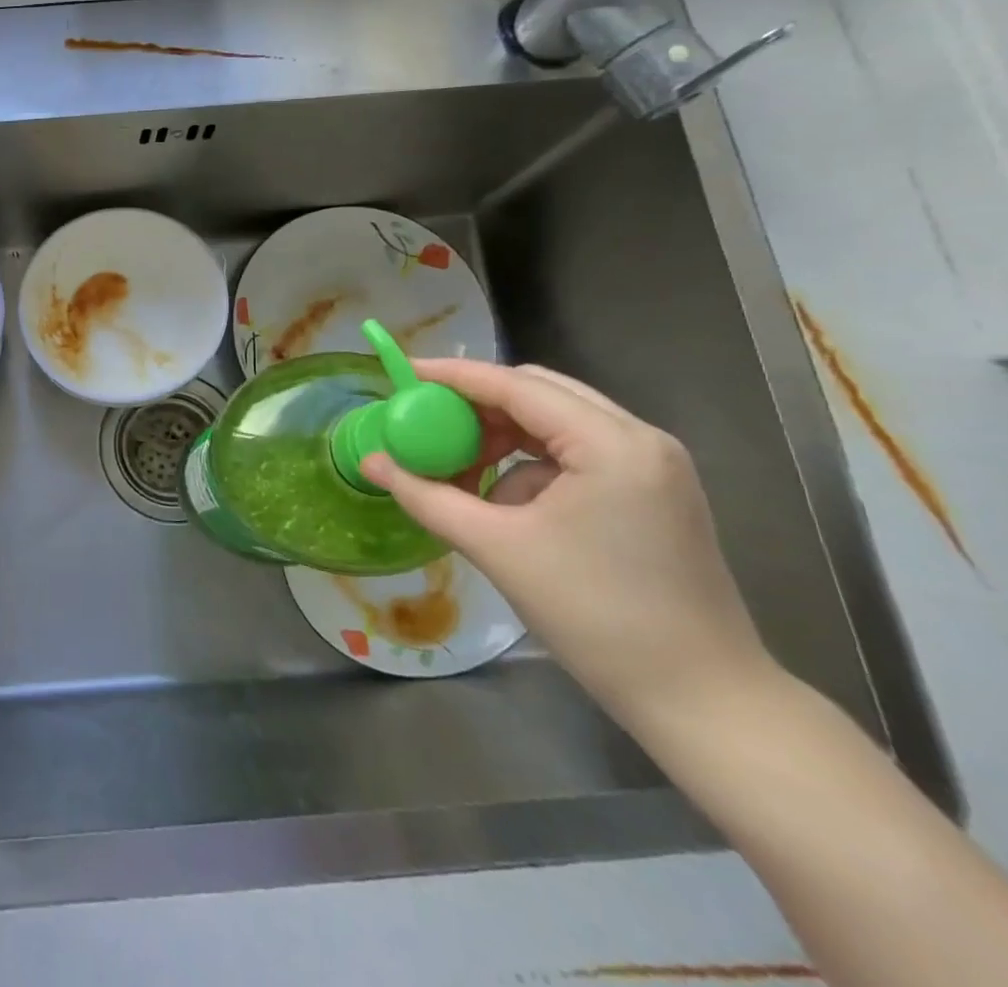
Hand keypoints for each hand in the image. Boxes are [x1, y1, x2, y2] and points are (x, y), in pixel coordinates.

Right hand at [362, 358, 775, 733]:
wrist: (704, 702)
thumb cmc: (597, 617)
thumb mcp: (497, 549)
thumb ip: (426, 496)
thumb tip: (370, 462)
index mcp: (610, 444)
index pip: (515, 386)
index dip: (452, 376)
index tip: (401, 373)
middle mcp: (639, 439)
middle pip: (539, 393)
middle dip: (477, 404)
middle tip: (427, 424)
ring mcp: (653, 466)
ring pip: (557, 422)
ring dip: (503, 436)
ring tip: (461, 469)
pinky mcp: (653, 493)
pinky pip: (577, 453)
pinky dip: (531, 464)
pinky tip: (507, 503)